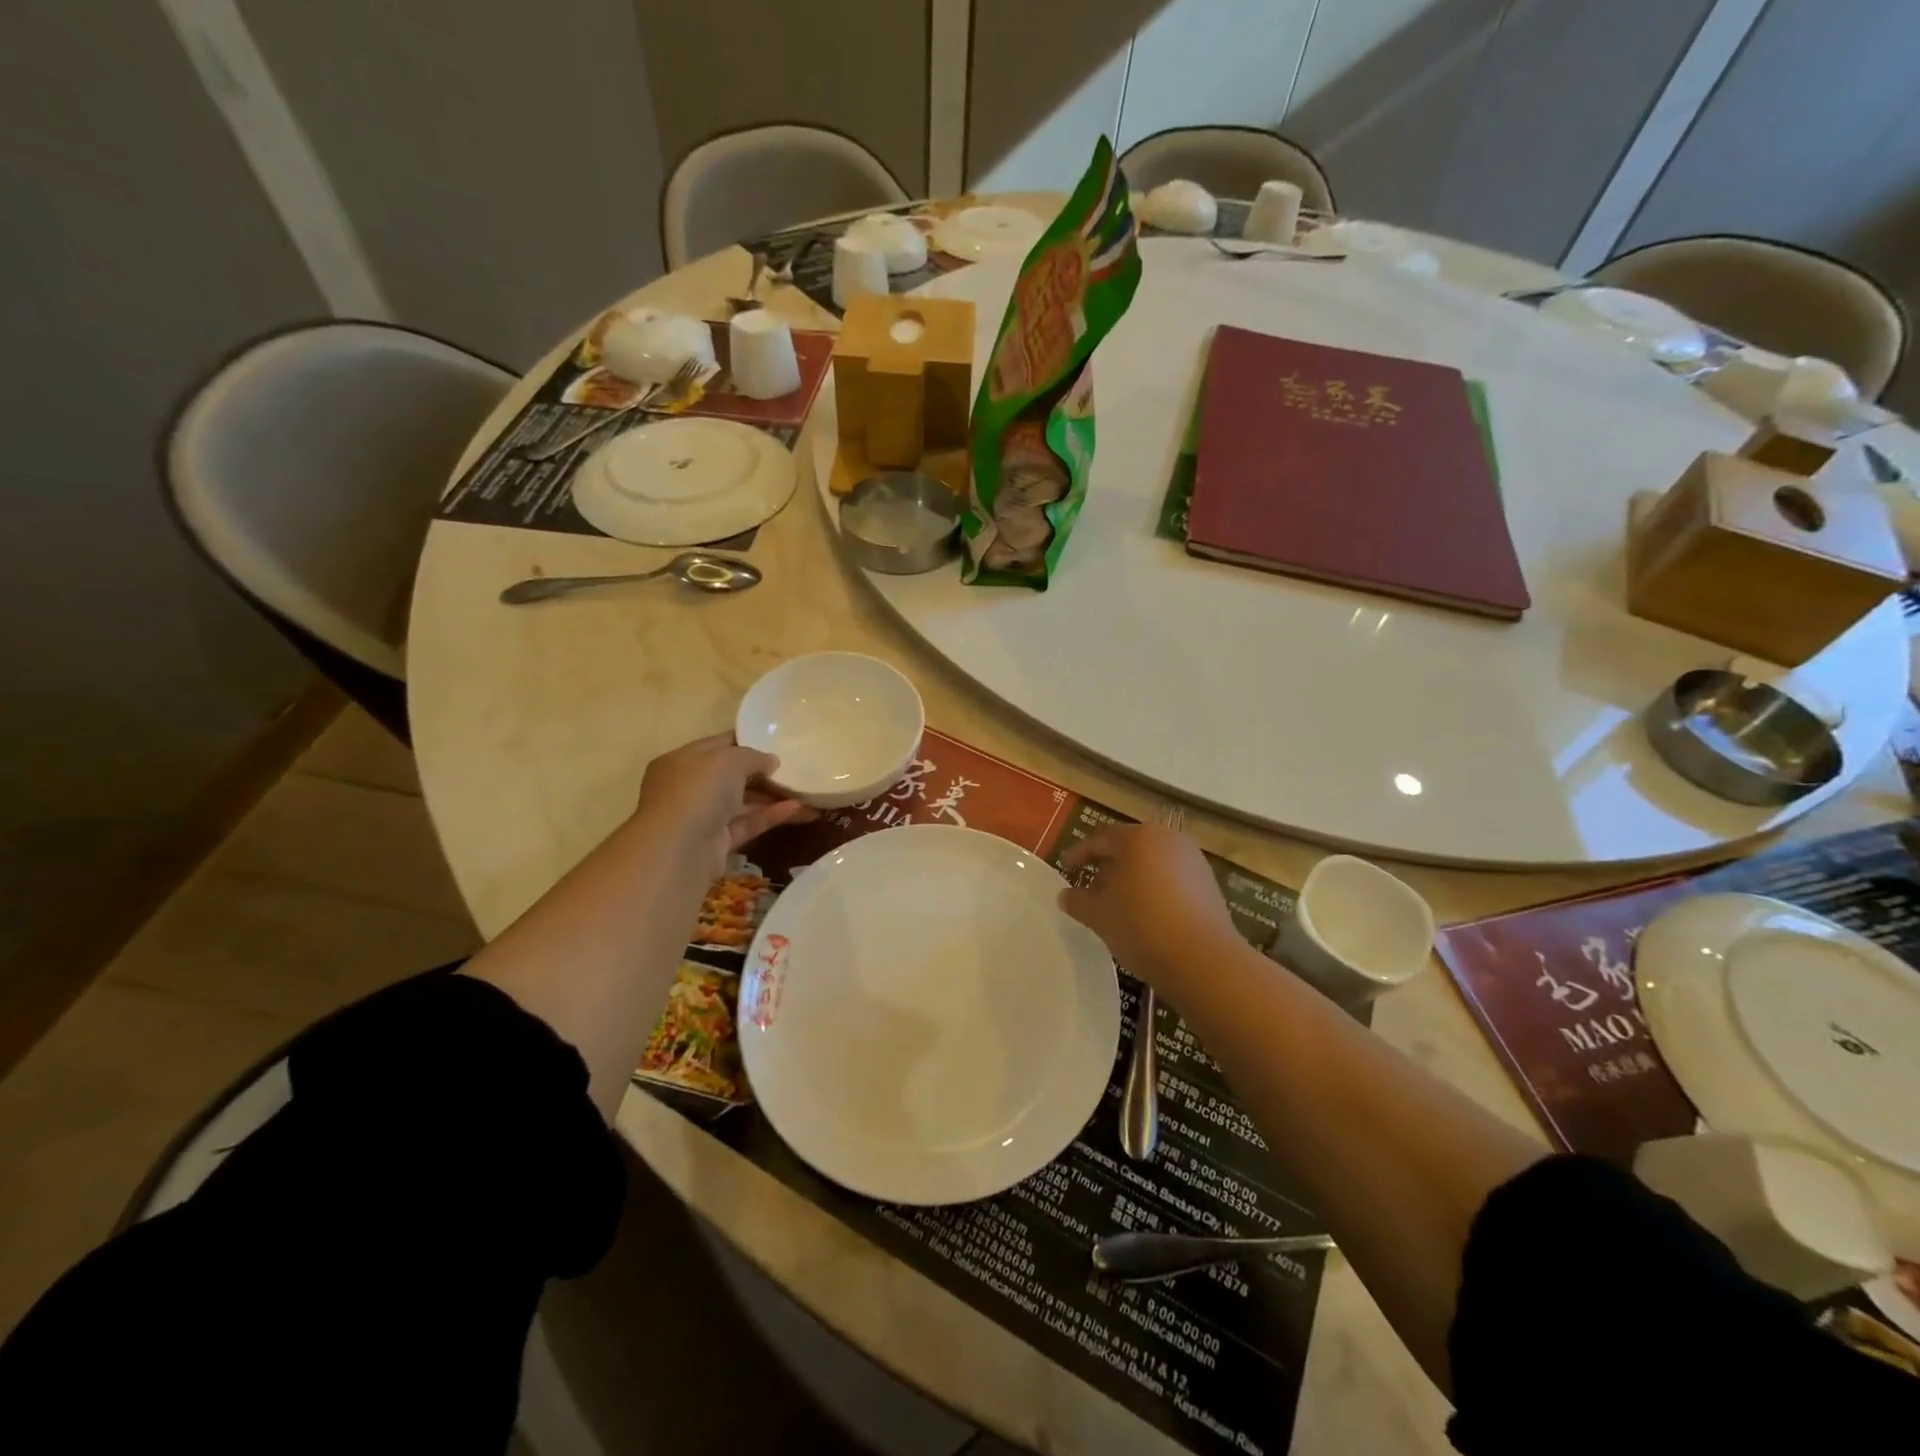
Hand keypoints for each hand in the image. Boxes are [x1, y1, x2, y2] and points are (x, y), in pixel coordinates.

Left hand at [635, 733, 815, 879]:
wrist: (678, 849)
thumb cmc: (698, 791)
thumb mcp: (729, 760)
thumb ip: (753, 756)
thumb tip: (771, 761)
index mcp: (683, 760)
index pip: (719, 746)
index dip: (747, 742)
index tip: (778, 741)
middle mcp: (689, 787)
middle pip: (732, 775)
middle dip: (763, 772)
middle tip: (796, 768)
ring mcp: (703, 817)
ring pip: (743, 802)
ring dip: (773, 796)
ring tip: (806, 791)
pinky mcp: (717, 843)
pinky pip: (748, 824)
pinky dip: (771, 816)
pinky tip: (798, 809)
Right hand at [1059, 824, 1240, 992]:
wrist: (1204, 960)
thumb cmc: (1142, 926)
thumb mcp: (1099, 915)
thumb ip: (1078, 901)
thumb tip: (1065, 895)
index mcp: (1139, 838)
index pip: (1101, 839)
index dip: (1080, 854)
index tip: (1065, 868)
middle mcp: (1168, 840)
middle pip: (1129, 848)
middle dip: (1107, 867)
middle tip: (1089, 888)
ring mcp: (1193, 861)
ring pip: (1151, 864)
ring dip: (1130, 880)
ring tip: (1115, 905)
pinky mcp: (1208, 885)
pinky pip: (1171, 879)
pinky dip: (1153, 890)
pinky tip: (1144, 915)